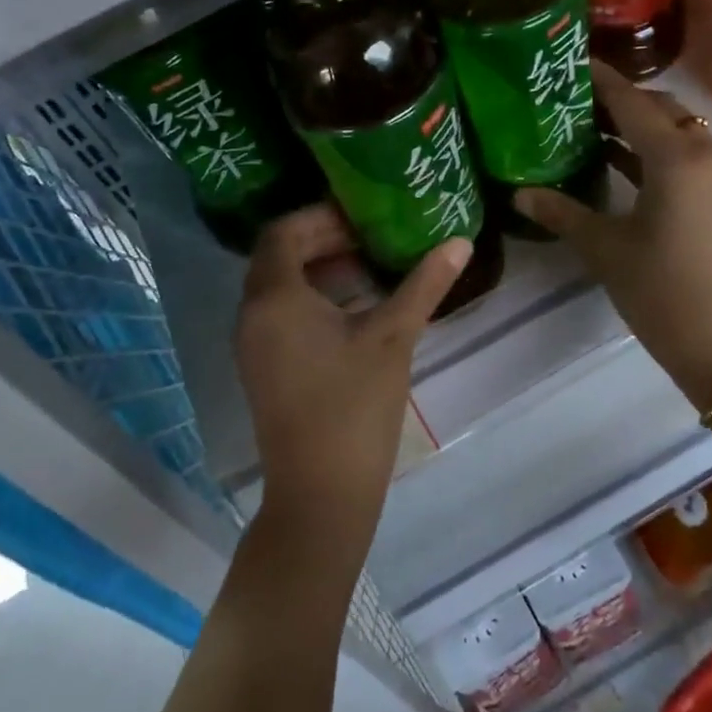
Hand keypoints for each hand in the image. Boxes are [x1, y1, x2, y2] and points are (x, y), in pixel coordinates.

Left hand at [236, 205, 470, 547]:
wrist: (321, 494)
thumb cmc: (354, 407)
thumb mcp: (393, 337)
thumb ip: (424, 284)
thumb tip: (459, 241)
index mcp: (274, 298)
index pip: (283, 231)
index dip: (321, 217)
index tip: (363, 217)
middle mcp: (252, 314)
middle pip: (278, 256)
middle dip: (322, 239)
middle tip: (370, 237)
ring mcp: (252, 344)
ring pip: (278, 286)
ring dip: (317, 269)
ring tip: (367, 267)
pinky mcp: (262, 367)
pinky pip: (279, 313)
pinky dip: (310, 299)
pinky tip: (353, 310)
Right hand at [515, 63, 711, 406]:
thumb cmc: (663, 293)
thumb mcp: (606, 250)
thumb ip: (562, 214)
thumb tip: (520, 194)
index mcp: (677, 159)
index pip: (633, 102)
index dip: (602, 81)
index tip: (574, 64)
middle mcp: (709, 156)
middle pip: (664, 110)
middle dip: (624, 101)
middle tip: (579, 105)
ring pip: (683, 134)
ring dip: (644, 128)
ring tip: (596, 133)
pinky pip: (695, 159)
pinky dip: (662, 153)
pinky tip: (629, 171)